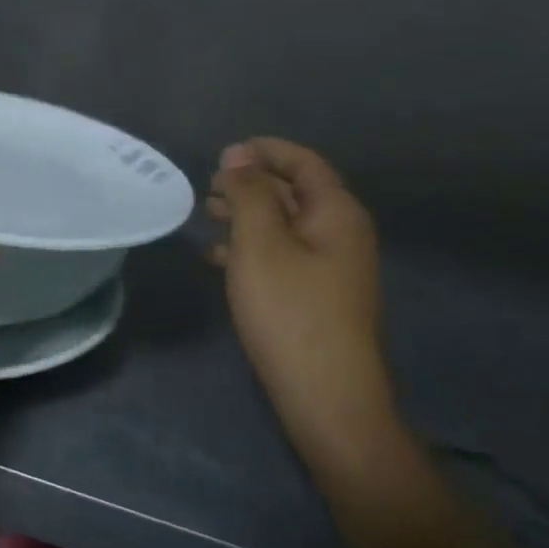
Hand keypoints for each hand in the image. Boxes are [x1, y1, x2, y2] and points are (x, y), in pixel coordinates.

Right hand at [208, 139, 396, 456]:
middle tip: (208, 187)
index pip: (303, 162)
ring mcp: (332, 268)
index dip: (264, 151)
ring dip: (247, 215)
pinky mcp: (318, 297)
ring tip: (207, 215)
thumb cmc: (290, 312)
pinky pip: (283, 256)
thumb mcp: (261, 244)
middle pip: (295, 191)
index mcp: (336, 213)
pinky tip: (217, 258)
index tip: (222, 155)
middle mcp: (341, 234)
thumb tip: (239, 156)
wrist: (326, 396)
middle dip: (251, 183)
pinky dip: (252, 249)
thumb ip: (249, 195)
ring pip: (285, 225)